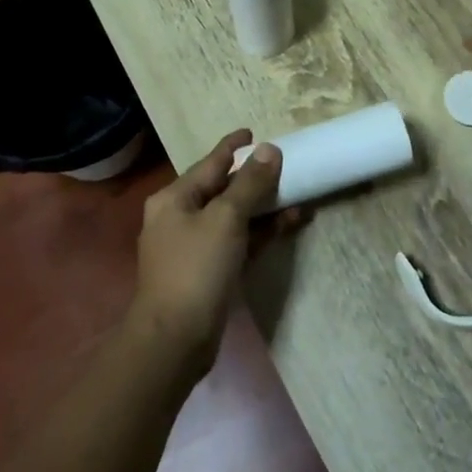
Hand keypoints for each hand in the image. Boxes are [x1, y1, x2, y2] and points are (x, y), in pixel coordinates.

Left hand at [128, 130, 299, 370]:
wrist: (175, 340)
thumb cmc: (196, 268)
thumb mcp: (226, 218)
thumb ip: (249, 183)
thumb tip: (269, 150)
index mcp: (174, 198)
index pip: (210, 162)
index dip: (232, 146)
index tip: (253, 132)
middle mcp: (179, 218)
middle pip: (222, 189)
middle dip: (254, 178)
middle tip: (284, 164)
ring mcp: (193, 247)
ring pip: (233, 216)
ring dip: (263, 206)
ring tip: (297, 194)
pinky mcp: (208, 272)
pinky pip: (237, 241)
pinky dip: (260, 232)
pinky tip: (289, 223)